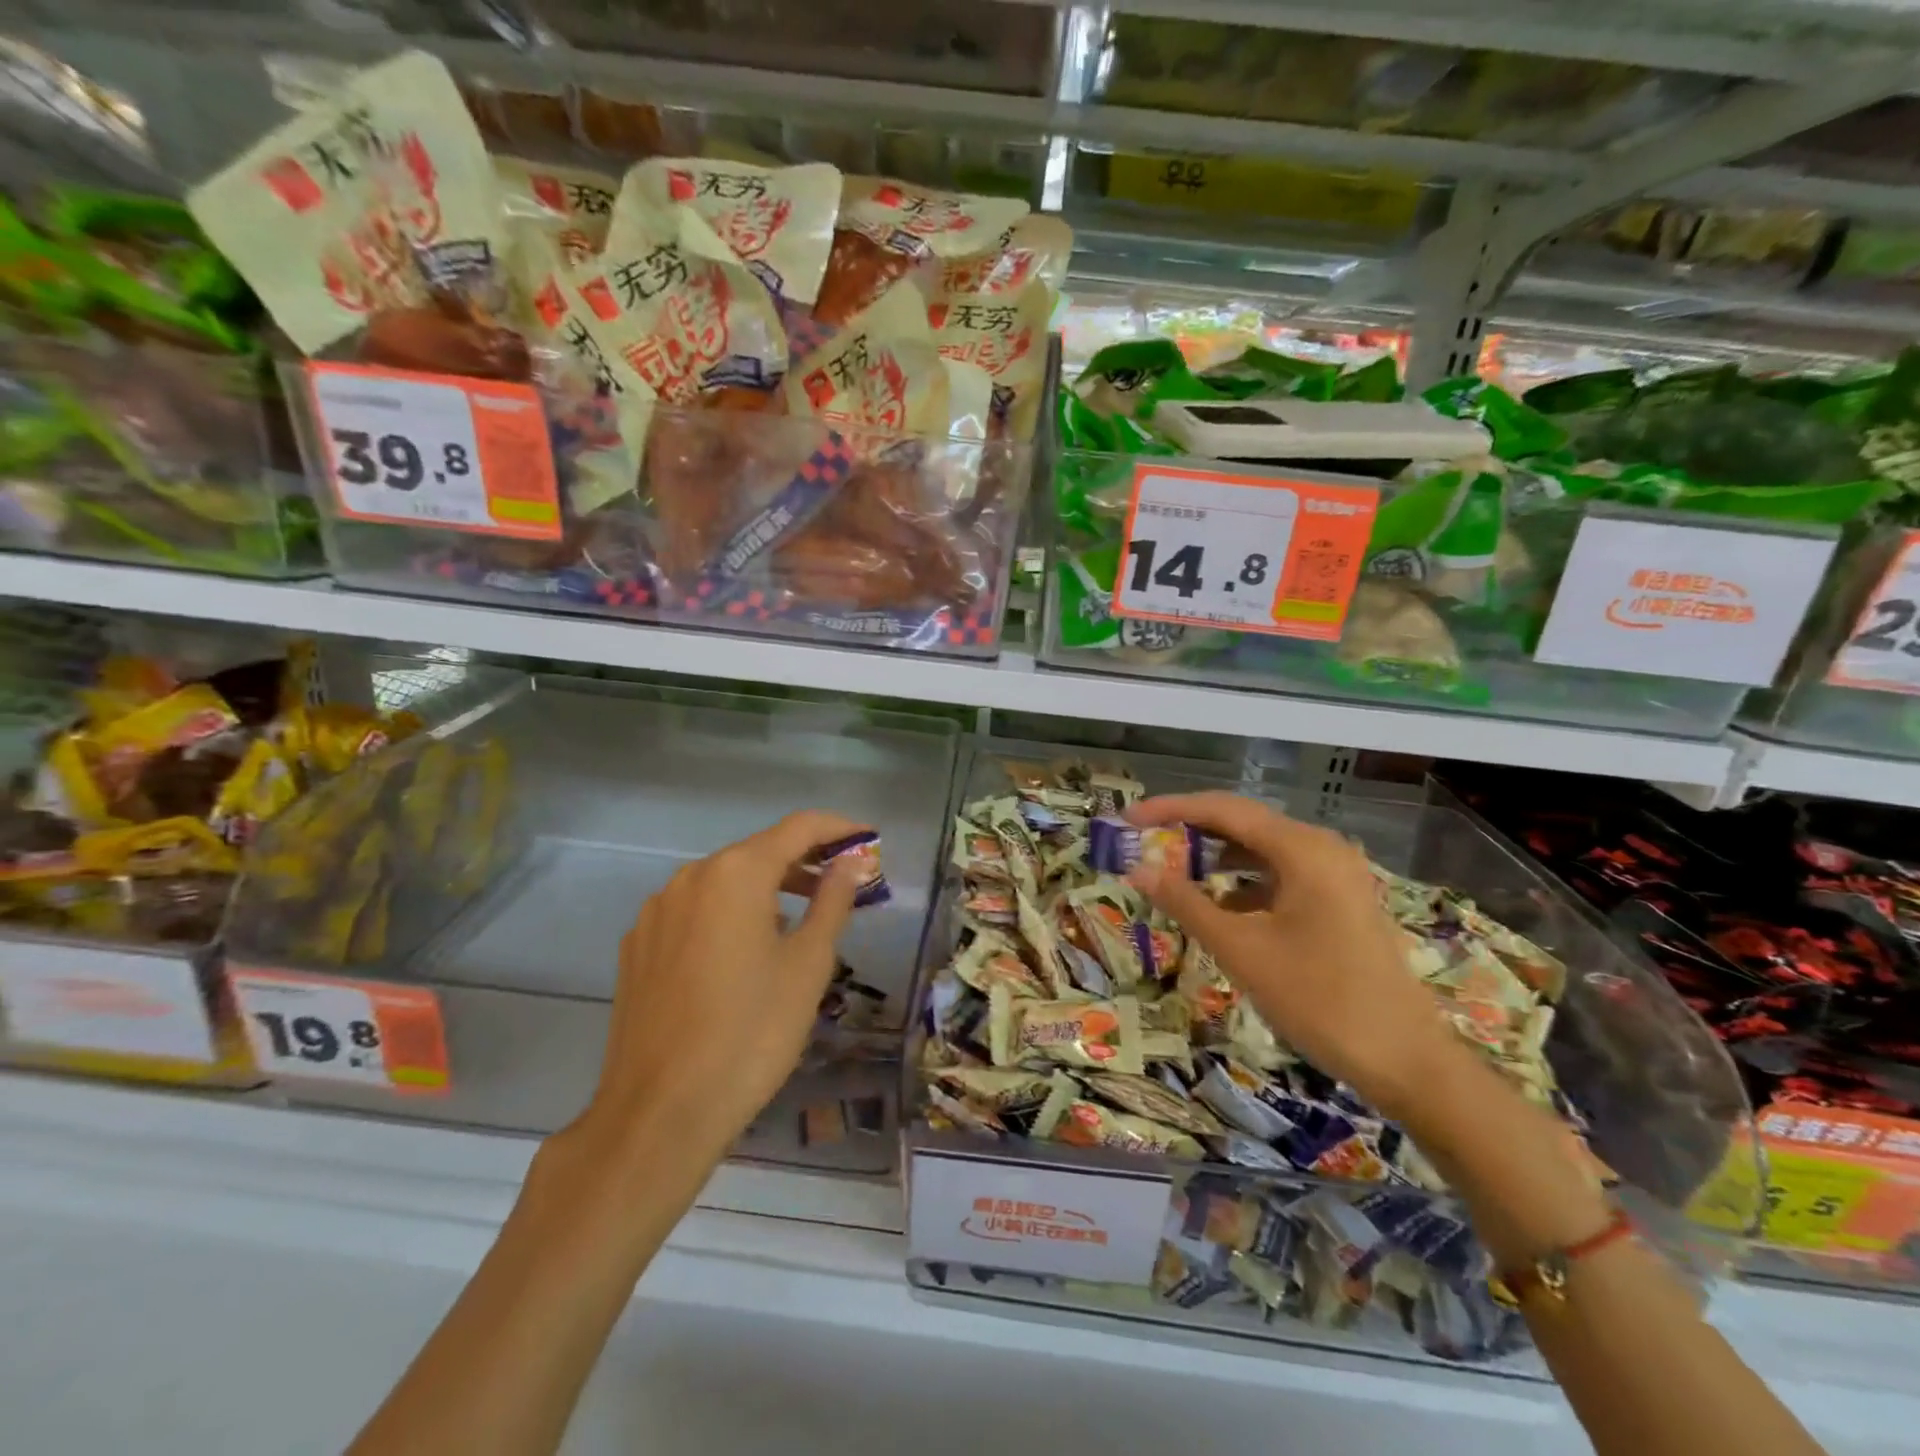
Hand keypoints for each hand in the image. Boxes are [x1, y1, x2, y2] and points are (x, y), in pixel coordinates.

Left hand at [571, 811, 868, 1160]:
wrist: (660, 1113)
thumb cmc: (751, 1033)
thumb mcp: (808, 964)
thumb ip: (833, 900)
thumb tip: (853, 861)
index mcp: (735, 873)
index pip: (798, 828)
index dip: (839, 828)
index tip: (870, 839)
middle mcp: (690, 877)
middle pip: (758, 851)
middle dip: (805, 861)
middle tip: (844, 883)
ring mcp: (657, 911)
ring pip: (724, 881)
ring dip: (767, 888)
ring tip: (801, 919)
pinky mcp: (637, 946)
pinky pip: (695, 911)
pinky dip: (729, 914)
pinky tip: (744, 952)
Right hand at [1126, 792, 1461, 1119]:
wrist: (1407, 1062)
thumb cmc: (1320, 1000)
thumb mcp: (1242, 950)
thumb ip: (1186, 903)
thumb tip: (1138, 869)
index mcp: (1303, 849)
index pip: (1223, 810)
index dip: (1170, 809)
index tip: (1127, 818)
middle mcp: (1322, 848)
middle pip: (1243, 824)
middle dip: (1190, 831)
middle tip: (1142, 843)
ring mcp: (1335, 875)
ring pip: (1261, 851)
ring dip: (1215, 857)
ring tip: (1171, 871)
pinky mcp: (1339, 901)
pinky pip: (1280, 876)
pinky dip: (1243, 883)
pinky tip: (1217, 906)